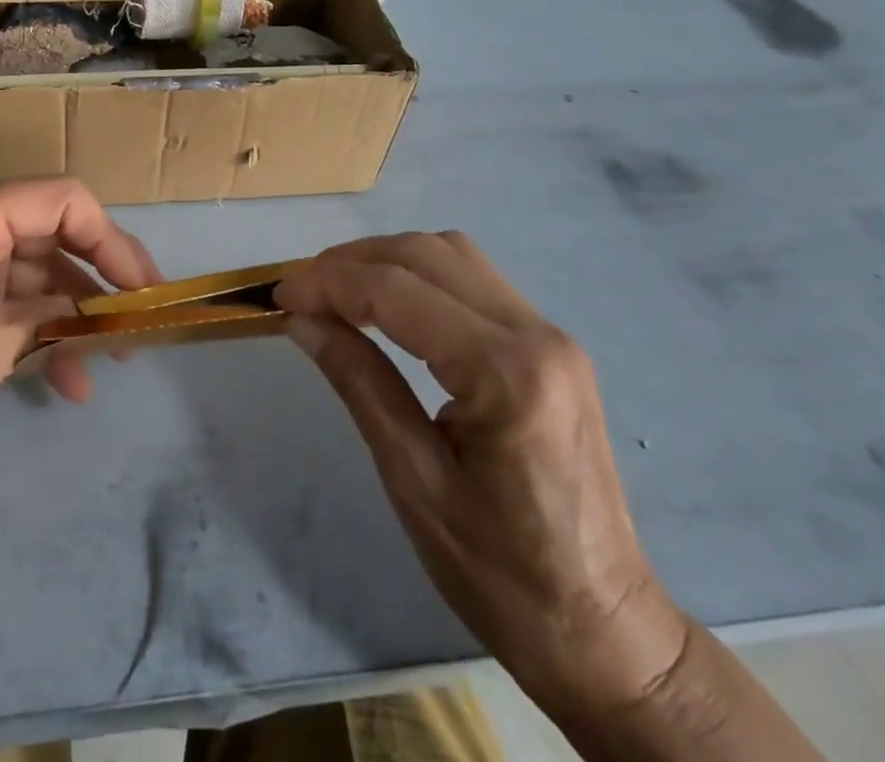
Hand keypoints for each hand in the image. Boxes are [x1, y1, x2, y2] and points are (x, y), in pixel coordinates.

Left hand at [0, 181, 161, 485]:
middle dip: (97, 280)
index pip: (61, 201)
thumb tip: (98, 315)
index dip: (110, 239)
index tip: (143, 288)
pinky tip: (68, 382)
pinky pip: (12, 305)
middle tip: (138, 322)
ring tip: (110, 363)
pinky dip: (41, 336)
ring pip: (36, 276)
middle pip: (52, 236)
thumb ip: (51, 318)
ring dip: (73, 318)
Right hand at [275, 233, 688, 716]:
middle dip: (351, 261)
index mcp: (506, 374)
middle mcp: (536, 334)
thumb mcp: (413, 480)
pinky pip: (471, 279)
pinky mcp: (550, 345)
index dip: (328, 282)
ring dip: (384, 260)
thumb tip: (301, 318)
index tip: (279, 295)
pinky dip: (417, 275)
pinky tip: (386, 305)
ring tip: (335, 293)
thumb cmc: (502, 575)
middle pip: (425, 254)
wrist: (606, 631)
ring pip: (451, 253)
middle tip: (301, 292)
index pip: (397, 290)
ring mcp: (550, 334)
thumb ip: (358, 381)